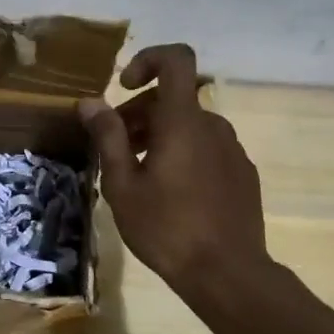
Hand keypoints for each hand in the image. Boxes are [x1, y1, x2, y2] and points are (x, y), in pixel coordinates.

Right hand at [79, 44, 271, 294]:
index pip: (177, 59)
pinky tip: (170, 193)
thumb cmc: (167, 228)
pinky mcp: (242, 174)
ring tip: (138, 175)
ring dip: (159, 136)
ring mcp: (232, 150)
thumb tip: (90, 102)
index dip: (148, 59)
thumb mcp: (122, 185)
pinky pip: (207, 148)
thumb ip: (108, 137)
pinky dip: (183, 154)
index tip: (124, 87)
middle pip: (173, 99)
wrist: (228, 274)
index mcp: (183, 121)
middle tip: (115, 149)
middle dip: (139, 113)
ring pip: (189, 126)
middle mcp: (213, 126)